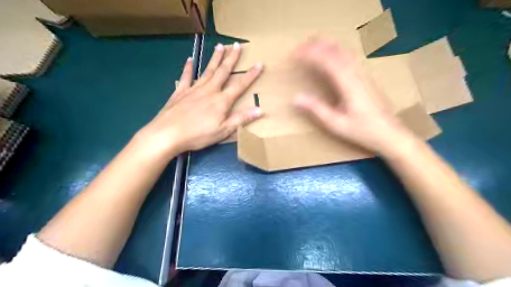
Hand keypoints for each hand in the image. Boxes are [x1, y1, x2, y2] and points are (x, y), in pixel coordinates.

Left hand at [137, 43, 262, 156]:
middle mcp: (209, 91)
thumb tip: (260, 110)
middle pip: (222, 72)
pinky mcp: (180, 92)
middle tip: (236, 45)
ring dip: (214, 58)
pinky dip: (188, 68)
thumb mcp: (223, 130)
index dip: (251, 75)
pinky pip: (185, 77)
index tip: (259, 64)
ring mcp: (193, 89)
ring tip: (220, 46)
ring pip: (207, 70)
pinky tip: (189, 60)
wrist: (168, 134)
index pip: (239, 85)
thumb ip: (241, 119)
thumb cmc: (198, 135)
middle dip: (231, 58)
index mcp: (221, 101)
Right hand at [291, 40, 414, 155]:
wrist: (389, 133)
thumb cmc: (362, 130)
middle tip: (301, 45)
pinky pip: (349, 58)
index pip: (327, 61)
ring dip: (327, 46)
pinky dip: (336, 52)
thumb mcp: (336, 123)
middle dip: (317, 45)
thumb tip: (296, 98)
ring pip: (344, 52)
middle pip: (336, 51)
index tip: (295, 53)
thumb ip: (316, 109)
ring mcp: (363, 74)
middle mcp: (356, 74)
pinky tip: (332, 56)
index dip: (310, 54)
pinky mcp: (366, 78)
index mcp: (348, 84)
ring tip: (313, 45)